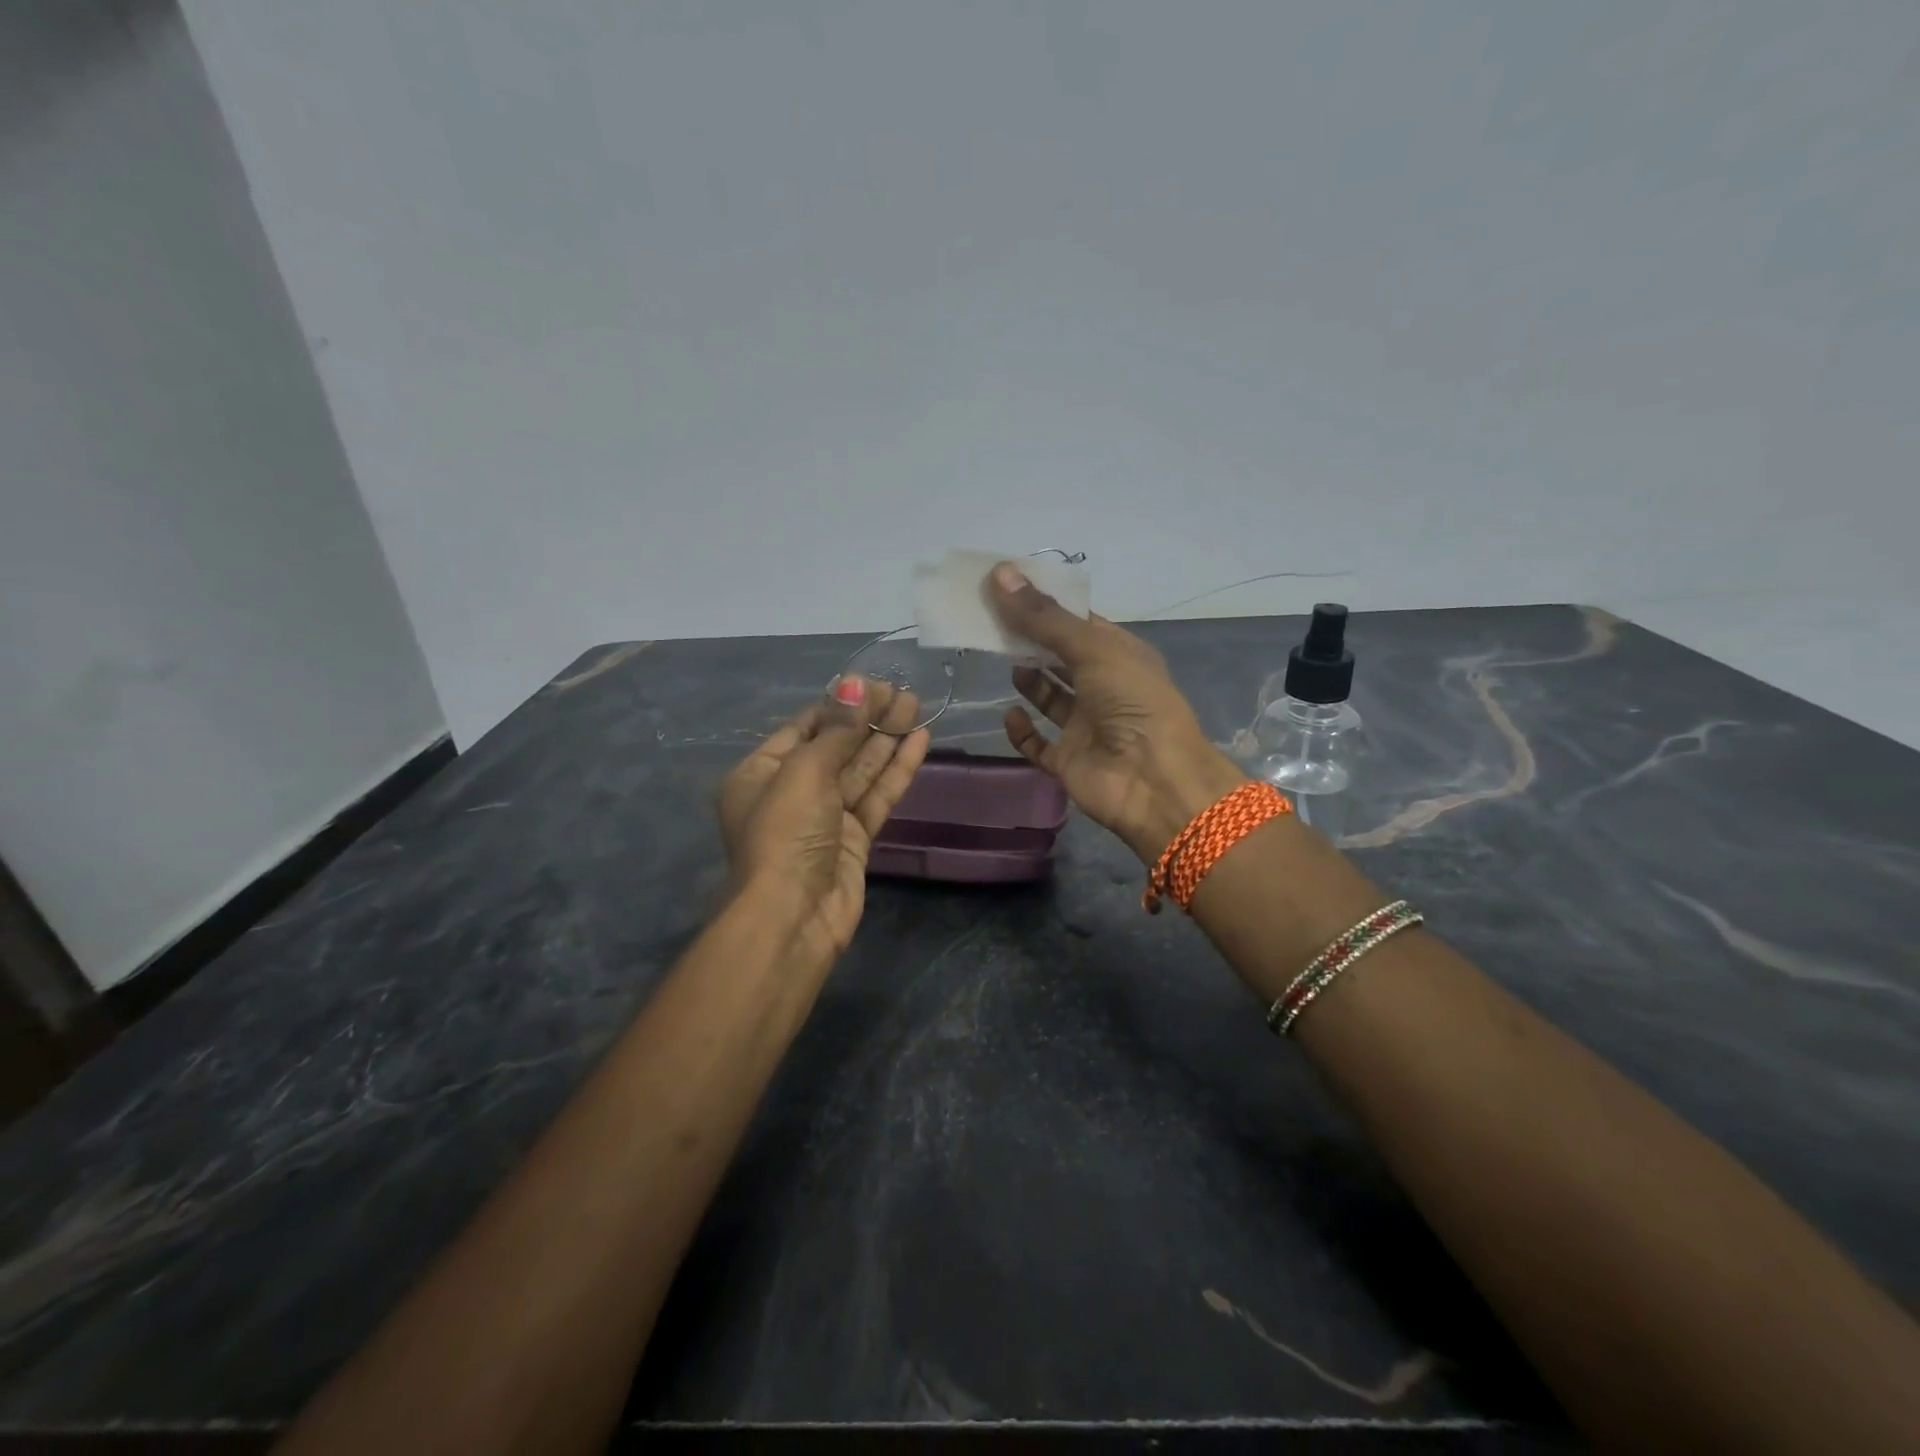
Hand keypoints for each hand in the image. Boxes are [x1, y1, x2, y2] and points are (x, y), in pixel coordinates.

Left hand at [718, 677, 930, 966]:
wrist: (793, 916)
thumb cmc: (785, 834)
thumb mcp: (804, 772)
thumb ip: (836, 730)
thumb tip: (855, 683)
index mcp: (760, 773)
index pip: (803, 729)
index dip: (839, 706)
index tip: (873, 686)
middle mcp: (790, 793)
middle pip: (835, 747)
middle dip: (868, 720)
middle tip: (904, 693)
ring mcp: (824, 818)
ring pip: (860, 771)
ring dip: (887, 740)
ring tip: (917, 707)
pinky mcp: (853, 840)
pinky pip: (876, 797)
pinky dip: (896, 771)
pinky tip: (919, 742)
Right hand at [989, 562, 1245, 863]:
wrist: (1153, 781)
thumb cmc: (1132, 702)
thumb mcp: (1091, 648)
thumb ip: (1043, 617)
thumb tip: (999, 573)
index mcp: (1119, 654)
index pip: (1077, 622)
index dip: (1044, 604)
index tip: (1006, 587)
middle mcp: (1103, 686)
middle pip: (1059, 656)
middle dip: (1029, 639)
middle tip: (991, 620)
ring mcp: (1085, 725)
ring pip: (1049, 696)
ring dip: (1028, 679)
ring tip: (1003, 658)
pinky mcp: (1068, 759)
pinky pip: (1037, 743)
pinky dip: (1022, 730)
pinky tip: (1010, 714)